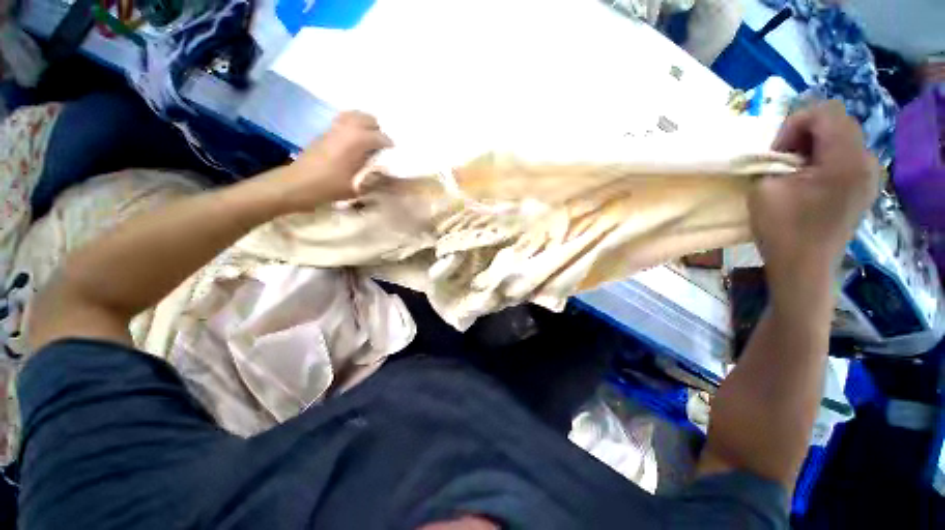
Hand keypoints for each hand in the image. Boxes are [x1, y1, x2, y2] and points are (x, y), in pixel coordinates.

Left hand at [270, 111, 392, 211]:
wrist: (298, 184)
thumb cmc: (330, 186)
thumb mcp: (358, 187)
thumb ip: (374, 178)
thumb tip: (386, 172)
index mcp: (356, 141)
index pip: (380, 137)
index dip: (389, 145)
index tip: (395, 154)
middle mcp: (346, 129)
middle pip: (367, 119)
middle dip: (377, 130)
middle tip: (382, 145)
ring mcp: (334, 128)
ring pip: (354, 115)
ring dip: (364, 124)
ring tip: (370, 140)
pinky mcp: (325, 132)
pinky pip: (343, 121)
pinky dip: (353, 126)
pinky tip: (355, 141)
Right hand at [750, 100, 879, 285]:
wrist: (805, 266)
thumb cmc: (782, 229)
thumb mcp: (765, 188)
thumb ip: (775, 160)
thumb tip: (784, 153)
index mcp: (845, 159)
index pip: (825, 111)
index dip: (795, 124)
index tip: (777, 152)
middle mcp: (866, 160)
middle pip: (838, 121)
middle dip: (805, 132)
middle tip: (784, 159)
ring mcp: (870, 175)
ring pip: (844, 137)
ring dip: (816, 145)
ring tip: (797, 170)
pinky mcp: (865, 187)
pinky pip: (848, 155)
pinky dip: (827, 158)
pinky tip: (812, 179)